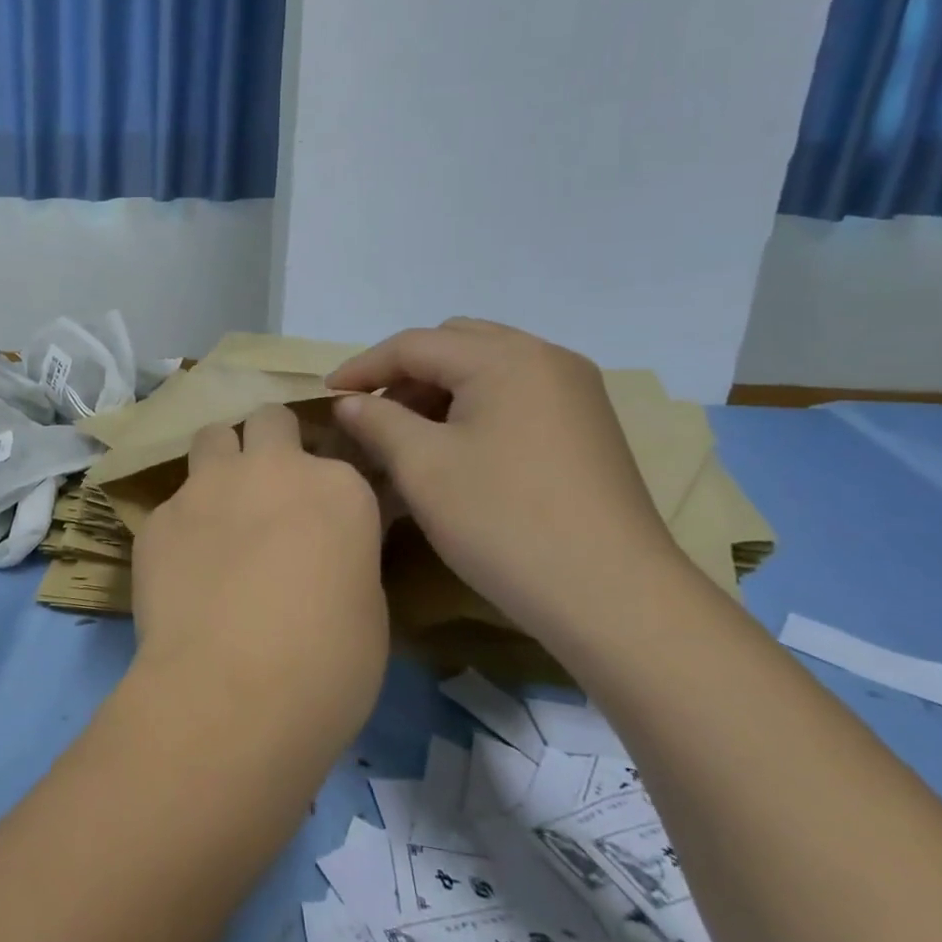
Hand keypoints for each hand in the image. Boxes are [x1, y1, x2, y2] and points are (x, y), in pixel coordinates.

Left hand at [130, 405, 387, 750]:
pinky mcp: (158, 517)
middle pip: (269, 420)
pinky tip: (182, 568)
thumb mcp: (367, 607)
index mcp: (336, 486)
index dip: (327, 488)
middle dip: (270, 442)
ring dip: (221, 461)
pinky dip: (182, 523)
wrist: (231, 693)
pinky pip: (173, 502)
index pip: (337, 458)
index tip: (324, 519)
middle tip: (270, 489)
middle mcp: (270, 468)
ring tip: (221, 508)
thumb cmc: (326, 664)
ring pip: (211, 436)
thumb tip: (327, 549)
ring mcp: (206, 486)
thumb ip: (345, 554)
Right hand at [327, 320, 684, 640]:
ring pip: (487, 368)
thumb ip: (378, 421)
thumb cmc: (505, 522)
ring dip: (440, 390)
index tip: (326, 396)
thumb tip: (349, 403)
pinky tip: (458, 449)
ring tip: (408, 435)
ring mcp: (575, 392)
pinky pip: (515, 394)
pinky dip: (475, 407)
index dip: (363, 367)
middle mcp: (546, 359)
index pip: (415, 344)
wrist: (615, 597)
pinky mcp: (587, 426)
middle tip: (373, 415)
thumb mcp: (423, 467)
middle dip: (405, 373)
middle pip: (455, 344)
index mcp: (505, 358)